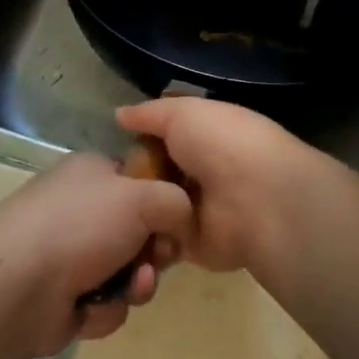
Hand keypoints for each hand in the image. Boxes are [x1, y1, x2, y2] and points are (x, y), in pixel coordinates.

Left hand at [0, 152, 192, 358]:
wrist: (16, 286)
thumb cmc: (81, 226)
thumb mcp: (142, 198)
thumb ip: (176, 202)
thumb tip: (181, 220)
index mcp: (92, 172)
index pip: (139, 180)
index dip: (163, 203)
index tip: (176, 223)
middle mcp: (80, 208)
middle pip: (139, 230)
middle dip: (153, 252)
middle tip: (155, 261)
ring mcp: (69, 253)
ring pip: (127, 270)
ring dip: (136, 284)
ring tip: (130, 288)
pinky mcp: (63, 296)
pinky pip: (106, 301)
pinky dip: (105, 307)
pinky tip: (89, 308)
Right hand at [114, 97, 348, 275]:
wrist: (256, 199)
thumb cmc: (221, 143)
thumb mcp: (183, 113)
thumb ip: (150, 114)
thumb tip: (119, 114)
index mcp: (205, 135)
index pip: (165, 135)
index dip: (140, 137)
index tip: (112, 142)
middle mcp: (201, 171)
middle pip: (154, 172)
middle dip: (130, 175)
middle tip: (102, 179)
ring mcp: (196, 209)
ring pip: (152, 207)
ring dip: (132, 208)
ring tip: (104, 207)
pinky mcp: (192, 245)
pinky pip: (158, 240)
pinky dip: (141, 238)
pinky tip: (116, 234)